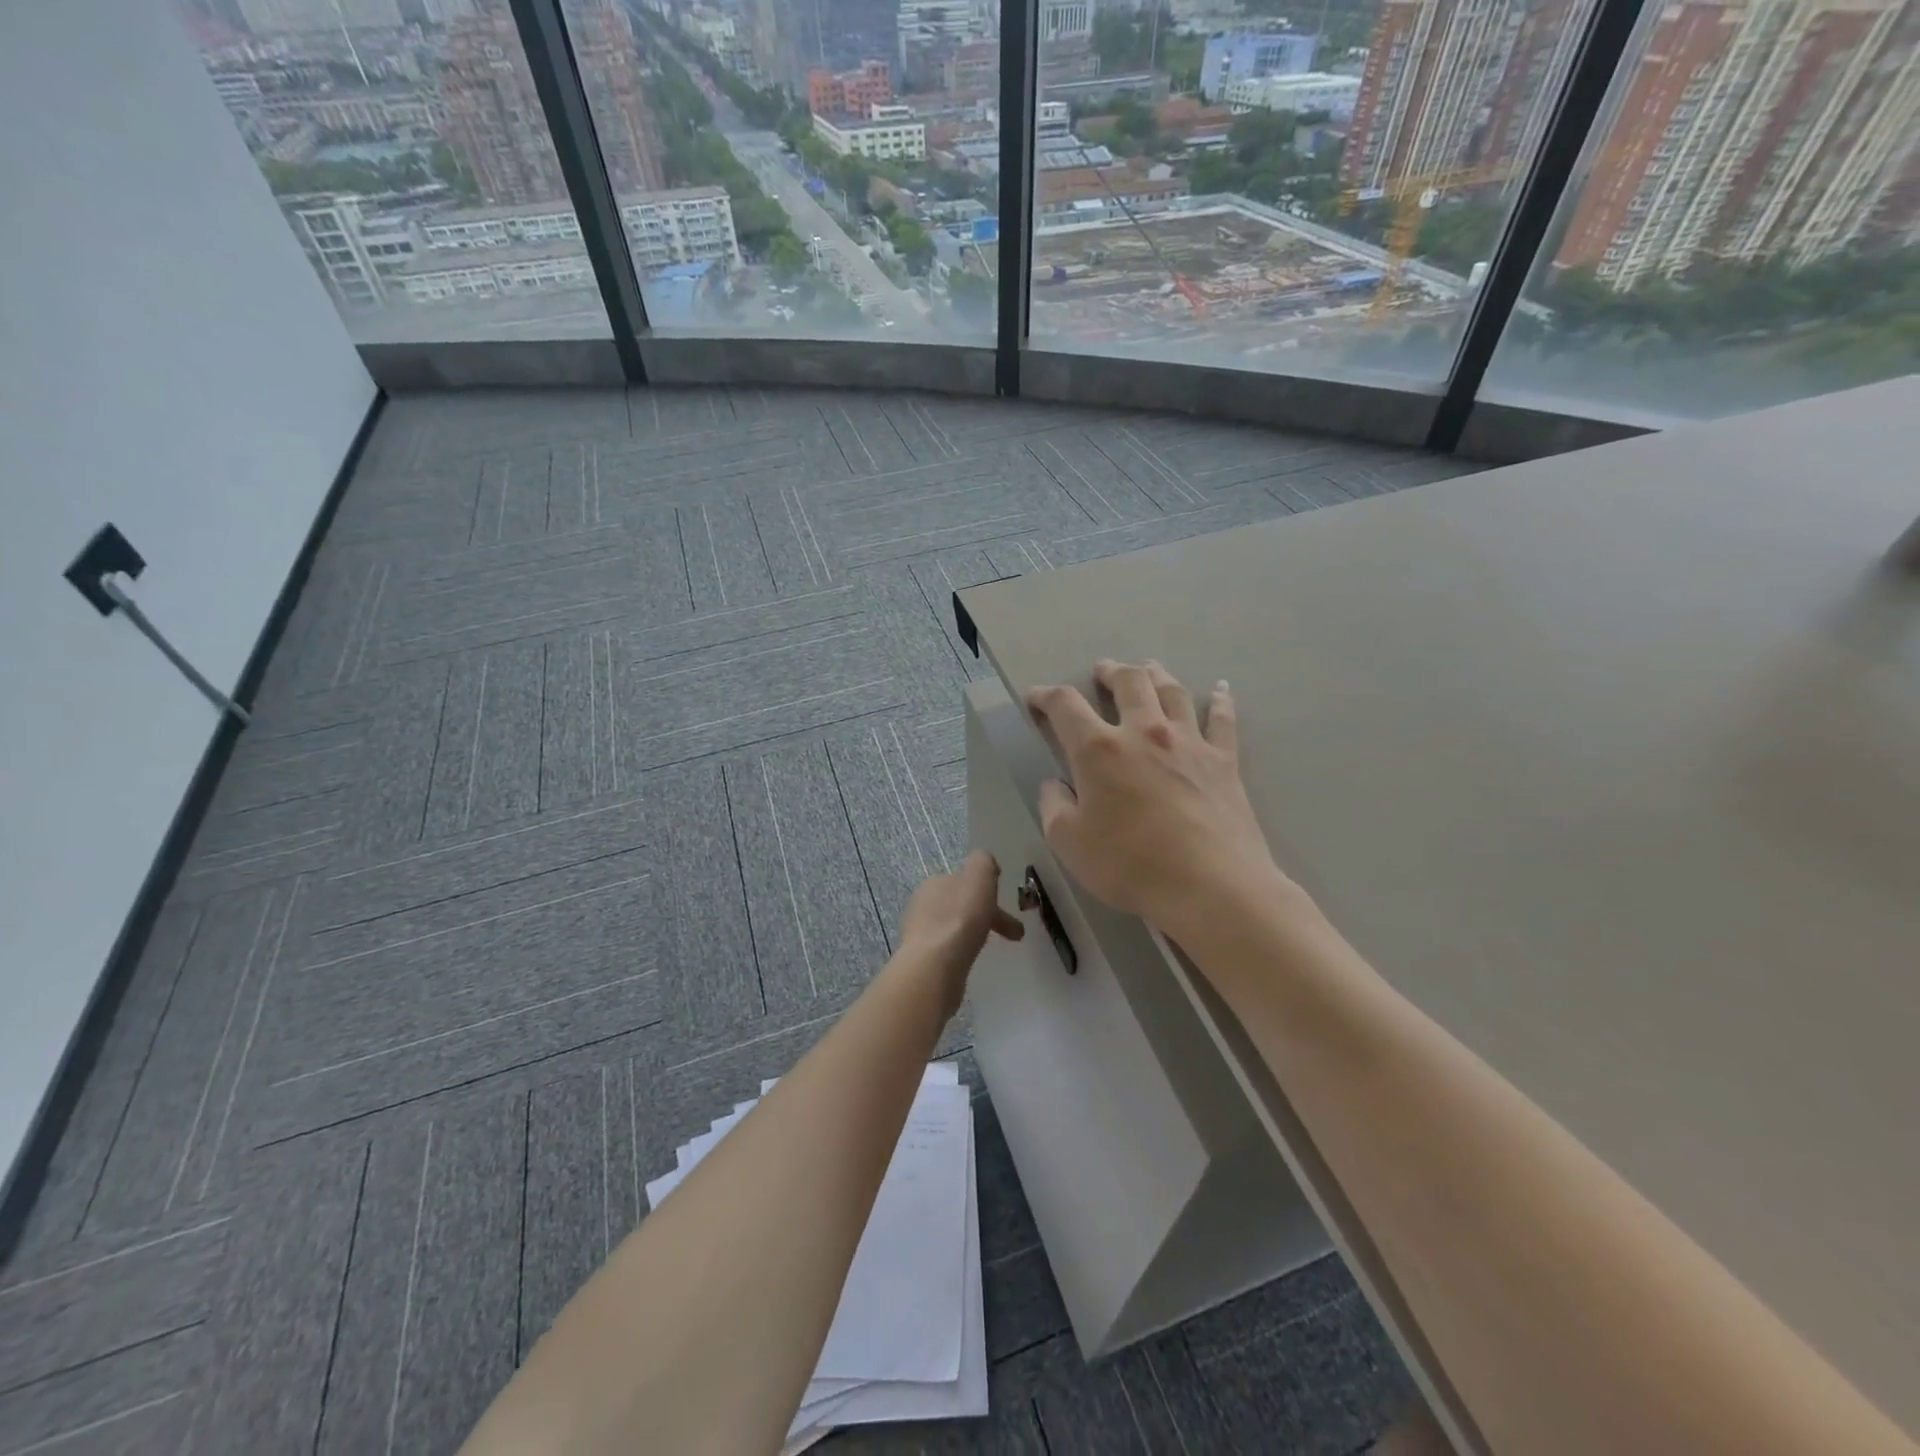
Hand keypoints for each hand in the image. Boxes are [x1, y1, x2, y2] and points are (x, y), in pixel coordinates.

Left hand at [897, 851, 1024, 1017]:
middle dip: (986, 916)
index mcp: (935, 882)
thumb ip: (984, 862)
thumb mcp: (979, 875)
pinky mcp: (921, 959)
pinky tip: (970, 961)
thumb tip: (987, 865)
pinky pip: (948, 949)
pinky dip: (962, 951)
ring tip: (992, 949)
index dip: (989, 892)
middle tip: (1013, 935)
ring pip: (955, 927)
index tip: (1008, 908)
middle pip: (961, 905)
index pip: (965, 882)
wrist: (935, 965)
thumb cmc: (961, 917)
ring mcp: (919, 933)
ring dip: (974, 933)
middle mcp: (922, 903)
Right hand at [1025, 661, 1297, 942]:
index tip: (1036, 697)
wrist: (1210, 885)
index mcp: (1099, 750)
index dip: (1046, 696)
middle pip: (1127, 682)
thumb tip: (1055, 785)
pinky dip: (1220, 700)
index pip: (1065, 706)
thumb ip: (1054, 806)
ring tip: (1147, 668)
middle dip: (1110, 671)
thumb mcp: (1068, 842)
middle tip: (1102, 671)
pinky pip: (1222, 719)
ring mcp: (1188, 742)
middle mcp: (1143, 732)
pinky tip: (1221, 688)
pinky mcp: (1223, 760)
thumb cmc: (1130, 865)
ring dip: (1155, 674)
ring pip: (1171, 691)